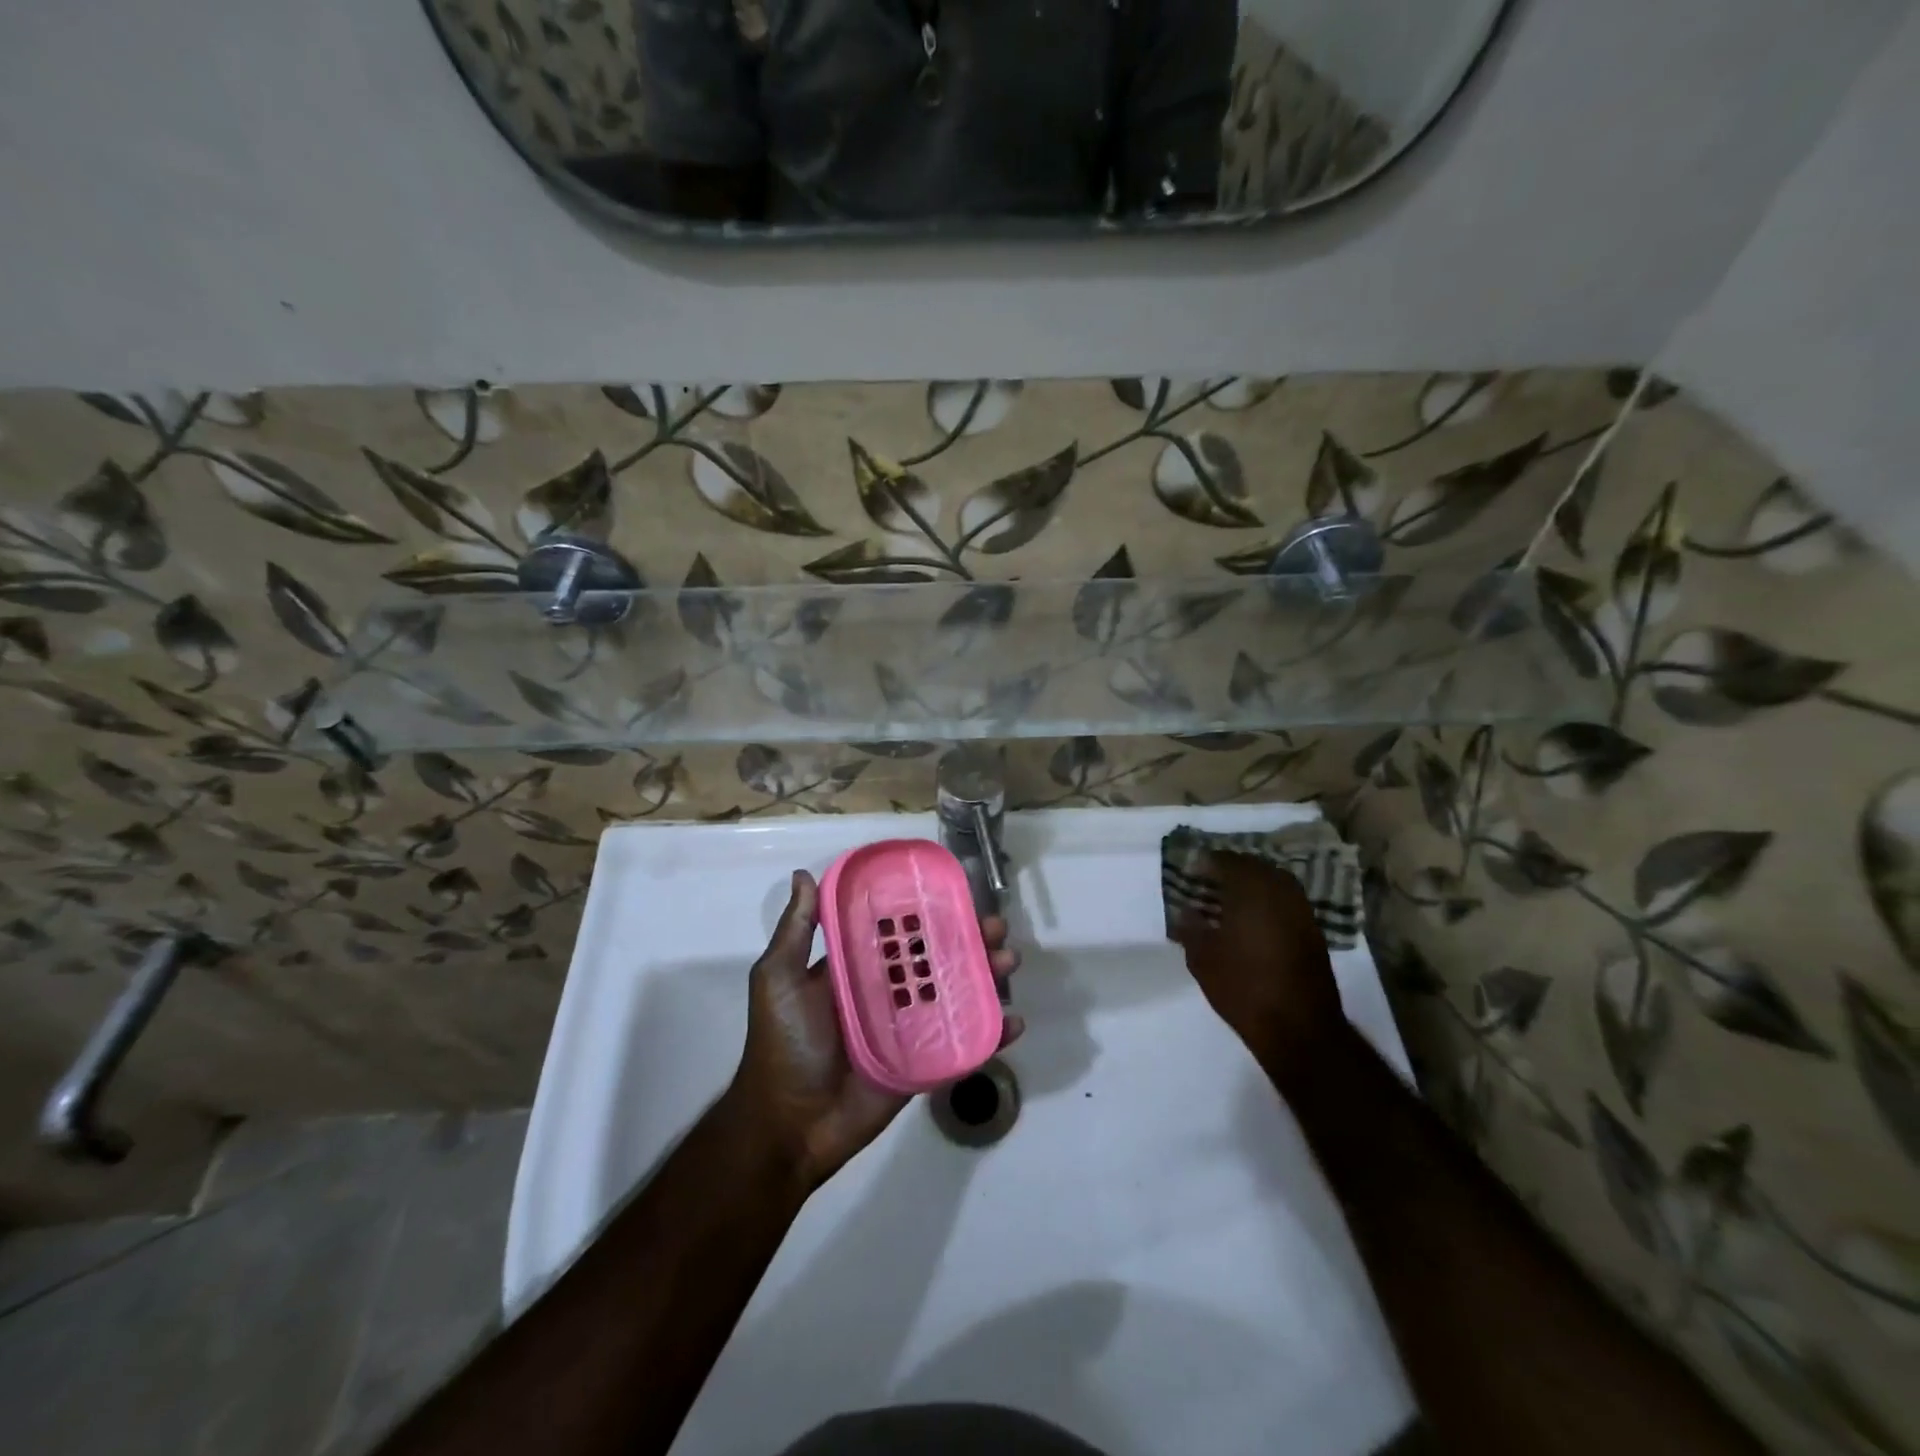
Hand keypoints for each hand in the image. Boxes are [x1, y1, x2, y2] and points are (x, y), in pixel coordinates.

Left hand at [728, 870, 1022, 1189]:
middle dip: (969, 939)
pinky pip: (963, 1044)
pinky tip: (1013, 1021)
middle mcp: (887, 992)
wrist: (790, 1125)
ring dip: (987, 976)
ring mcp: (910, 1029)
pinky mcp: (925, 1064)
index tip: (957, 892)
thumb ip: (796, 931)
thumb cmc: (784, 1043)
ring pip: (957, 994)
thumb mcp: (779, 979)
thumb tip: (804, 874)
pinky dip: (991, 1033)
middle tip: (996, 927)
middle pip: (937, 959)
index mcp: (857, 968)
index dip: (928, 912)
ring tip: (1010, 961)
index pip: (899, 932)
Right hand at [1169, 851, 1347, 1076]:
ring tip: (1229, 899)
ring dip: (1252, 883)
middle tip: (1209, 882)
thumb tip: (1187, 911)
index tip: (1191, 872)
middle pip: (1253, 866)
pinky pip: (1286, 901)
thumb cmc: (1244, 988)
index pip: (1226, 861)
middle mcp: (1279, 891)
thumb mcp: (1202, 959)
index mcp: (1250, 890)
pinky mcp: (1313, 930)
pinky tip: (1252, 919)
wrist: (1299, 1028)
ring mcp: (1301, 910)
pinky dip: (1268, 901)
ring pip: (1274, 881)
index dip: (1206, 863)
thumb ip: (1191, 928)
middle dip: (1231, 869)